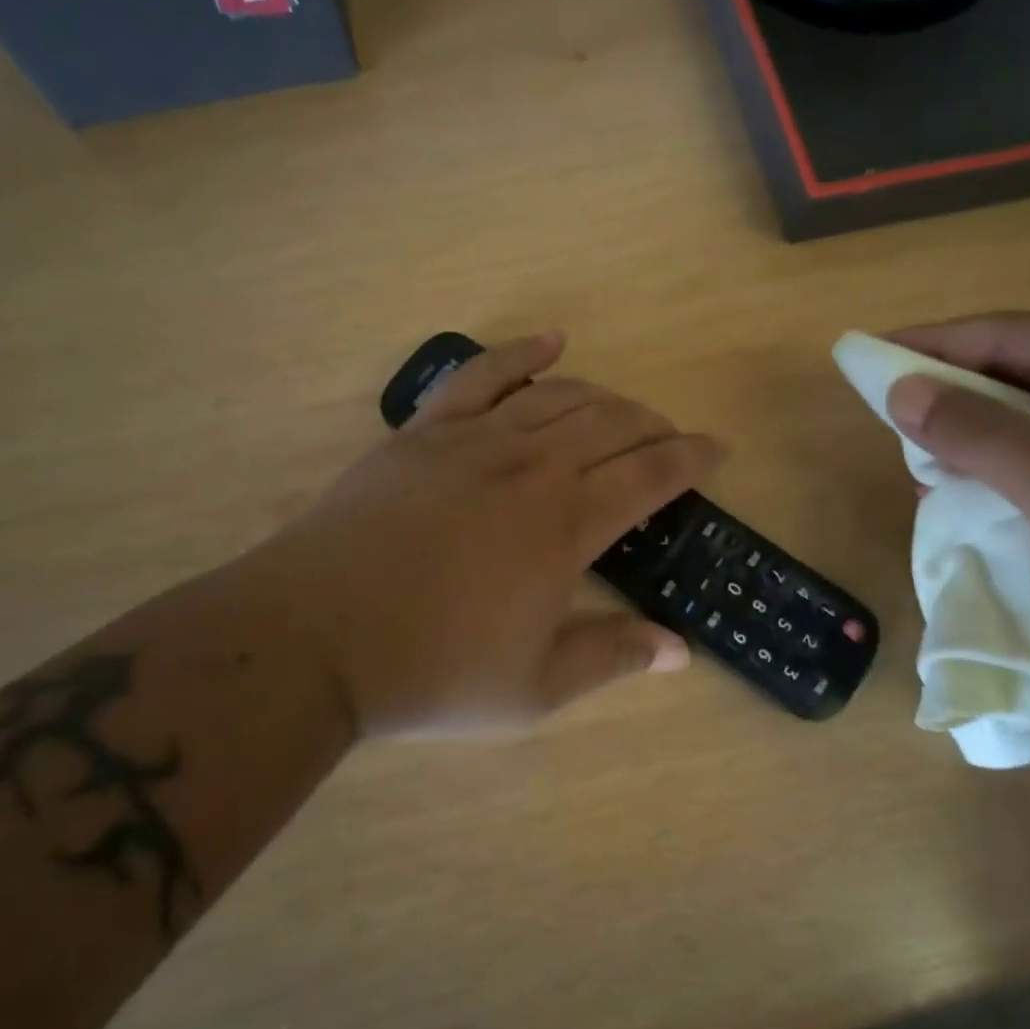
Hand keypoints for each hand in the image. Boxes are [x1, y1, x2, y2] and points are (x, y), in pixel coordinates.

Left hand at [246, 333, 723, 736]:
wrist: (313, 639)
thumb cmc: (431, 671)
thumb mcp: (533, 689)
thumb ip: (610, 656)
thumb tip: (679, 651)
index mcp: (564, 527)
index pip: (649, 474)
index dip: (691, 457)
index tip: (716, 449)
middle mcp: (530, 468)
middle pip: (611, 423)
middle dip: (653, 426)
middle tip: (669, 441)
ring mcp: (474, 441)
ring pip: (558, 396)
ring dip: (603, 397)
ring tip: (623, 411)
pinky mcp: (425, 431)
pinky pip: (482, 375)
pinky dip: (521, 352)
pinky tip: (551, 340)